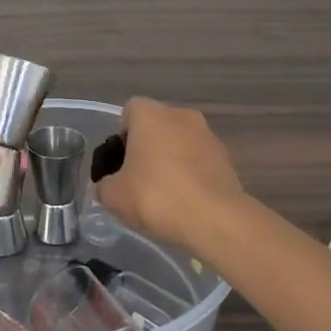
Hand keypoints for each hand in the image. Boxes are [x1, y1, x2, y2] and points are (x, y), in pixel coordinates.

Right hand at [94, 97, 246, 250]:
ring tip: (163, 195)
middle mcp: (181, 115)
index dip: (121, 136)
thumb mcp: (114, 196)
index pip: (129, 112)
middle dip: (146, 148)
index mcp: (151, 114)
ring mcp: (208, 135)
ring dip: (170, 161)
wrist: (214, 219)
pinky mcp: (226, 158)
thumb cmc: (156, 196)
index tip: (119, 163)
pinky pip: (199, 160)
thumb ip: (104, 185)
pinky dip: (190, 174)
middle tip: (137, 180)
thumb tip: (107, 186)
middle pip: (156, 126)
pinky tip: (185, 201)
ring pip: (179, 142)